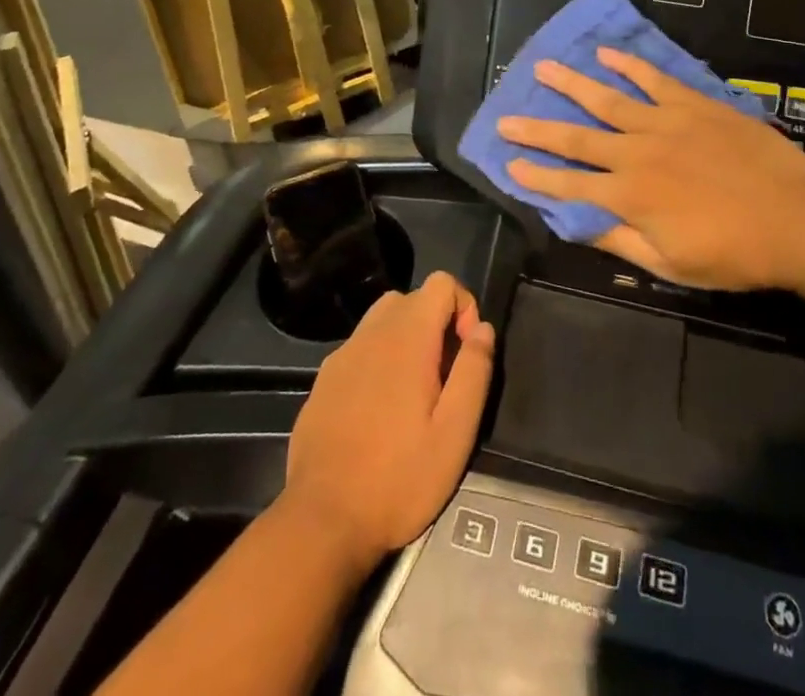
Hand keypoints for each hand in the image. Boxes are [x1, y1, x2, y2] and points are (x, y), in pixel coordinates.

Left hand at [279, 272, 494, 570]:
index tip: (466, 356)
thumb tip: (482, 328)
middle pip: (412, 298)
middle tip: (444, 379)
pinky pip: (360, 349)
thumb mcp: (455, 432)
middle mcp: (371, 332)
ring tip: (414, 394)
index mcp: (407, 336)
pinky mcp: (323, 379)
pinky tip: (379, 412)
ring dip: (406, 340)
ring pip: (382, 320)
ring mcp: (342, 354)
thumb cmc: (399, 478)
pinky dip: (378, 361)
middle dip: (436, 325)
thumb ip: (474, 371)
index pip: (442, 283)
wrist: (322, 521)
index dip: (463, 307)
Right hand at [499, 48, 804, 289]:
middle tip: (506, 117)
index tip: (509, 163)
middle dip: (537, 129)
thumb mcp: (672, 265)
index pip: (569, 186)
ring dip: (572, 84)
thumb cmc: (735, 253)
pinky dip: (628, 65)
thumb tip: (580, 225)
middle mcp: (636, 153)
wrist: (797, 218)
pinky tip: (606, 54)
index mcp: (629, 196)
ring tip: (543, 67)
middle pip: (576, 138)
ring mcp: (664, 122)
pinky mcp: (693, 104)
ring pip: (607, 99)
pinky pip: (653, 79)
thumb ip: (622, 243)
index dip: (536, 176)